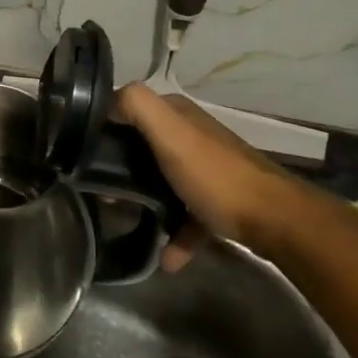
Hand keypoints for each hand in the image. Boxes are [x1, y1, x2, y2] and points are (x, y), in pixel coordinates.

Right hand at [116, 83, 297, 268]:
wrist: (275, 221)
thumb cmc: (214, 175)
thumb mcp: (170, 133)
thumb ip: (137, 106)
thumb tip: (108, 100)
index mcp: (178, 115)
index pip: (129, 109)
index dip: (105, 126)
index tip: (82, 151)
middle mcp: (192, 135)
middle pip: (143, 147)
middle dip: (120, 167)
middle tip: (99, 189)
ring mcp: (207, 169)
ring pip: (162, 180)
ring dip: (144, 200)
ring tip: (123, 218)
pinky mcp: (219, 201)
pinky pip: (187, 215)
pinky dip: (175, 234)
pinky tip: (166, 258)